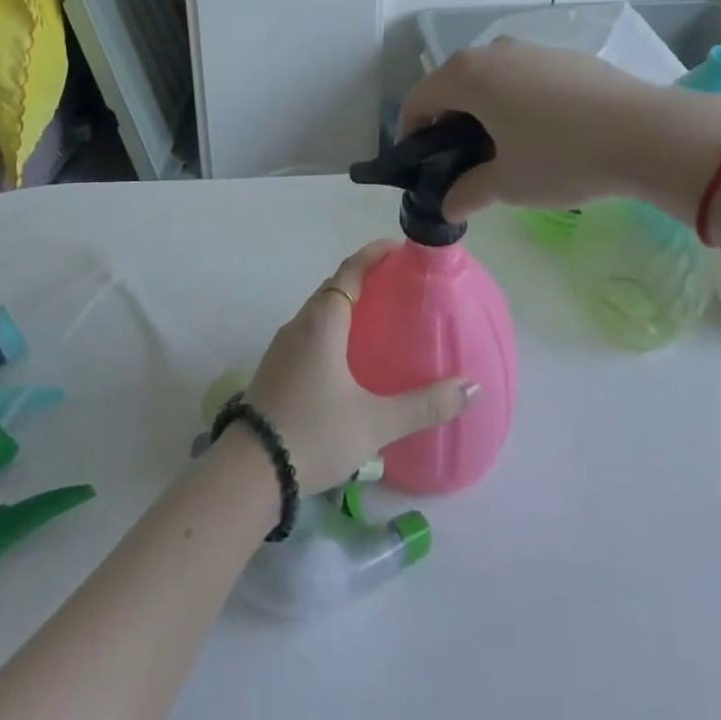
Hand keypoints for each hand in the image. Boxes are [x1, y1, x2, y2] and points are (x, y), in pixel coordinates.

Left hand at [241, 241, 476, 496]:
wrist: (249, 471)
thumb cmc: (314, 433)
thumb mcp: (375, 422)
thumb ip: (425, 404)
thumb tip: (471, 387)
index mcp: (322, 323)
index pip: (349, 272)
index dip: (372, 255)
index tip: (397, 247)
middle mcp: (299, 325)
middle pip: (332, 289)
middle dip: (362, 279)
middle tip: (397, 285)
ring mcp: (282, 347)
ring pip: (318, 313)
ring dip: (345, 305)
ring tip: (378, 318)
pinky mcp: (275, 369)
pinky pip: (309, 333)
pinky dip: (332, 329)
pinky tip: (348, 357)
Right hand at [401, 40, 720, 222]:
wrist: (648, 134)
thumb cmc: (562, 157)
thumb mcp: (508, 184)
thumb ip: (468, 192)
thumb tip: (450, 204)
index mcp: (467, 76)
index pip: (418, 100)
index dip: (410, 134)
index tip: (420, 166)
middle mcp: (493, 52)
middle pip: (453, 85)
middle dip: (447, 122)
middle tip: (459, 162)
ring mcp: (533, 49)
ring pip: (491, 79)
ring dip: (484, 110)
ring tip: (503, 149)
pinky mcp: (566, 57)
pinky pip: (524, 77)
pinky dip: (516, 101)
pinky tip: (543, 133)